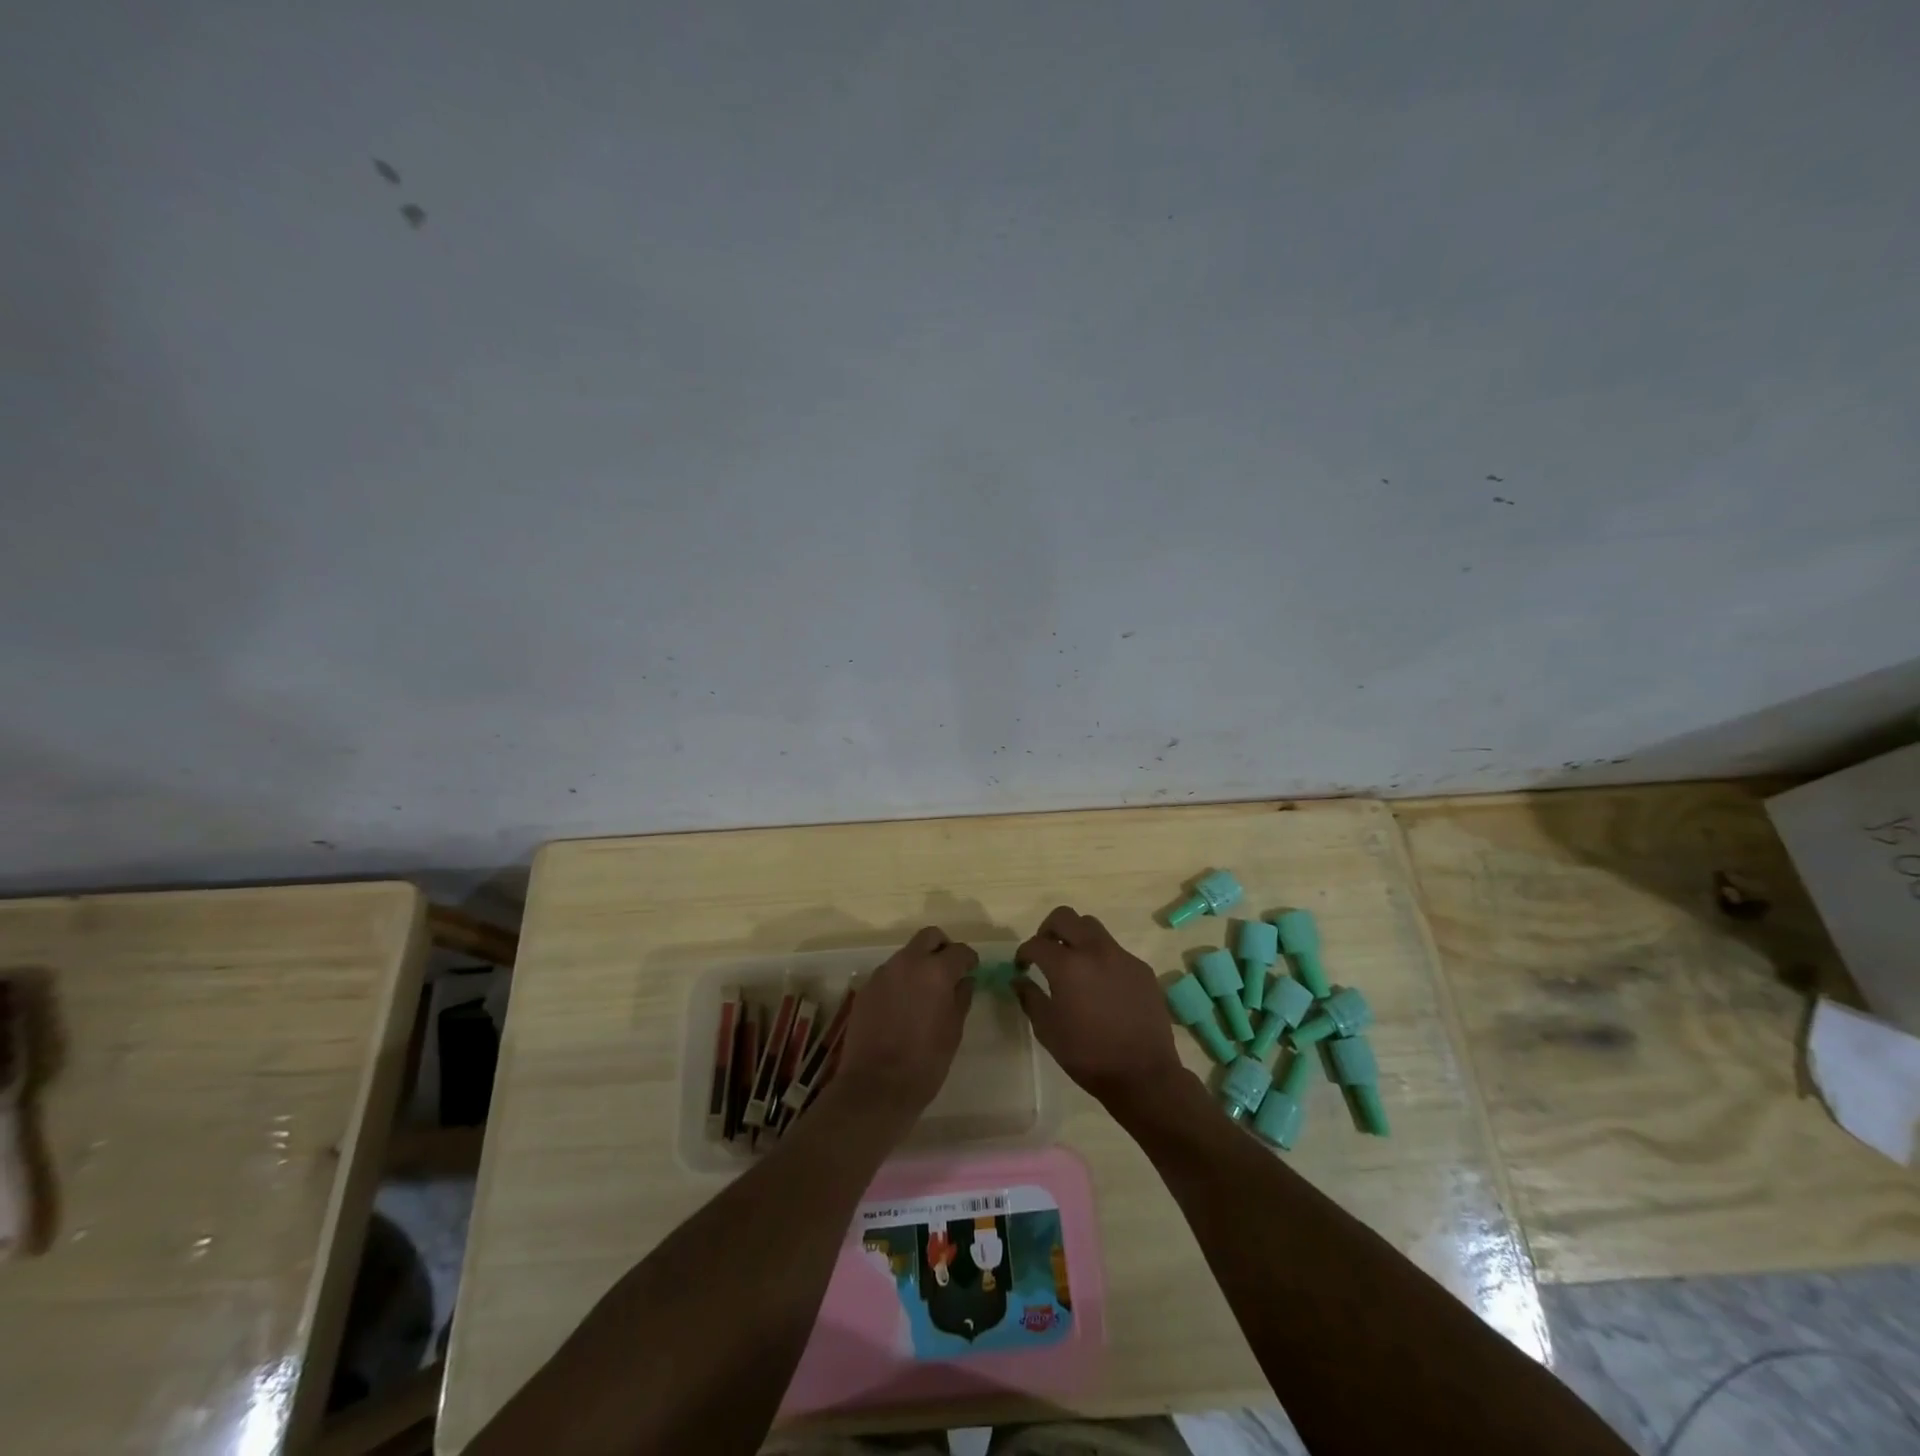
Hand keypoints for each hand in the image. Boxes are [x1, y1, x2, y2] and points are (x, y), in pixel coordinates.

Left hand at [835, 926, 976, 1112]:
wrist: (875, 1086)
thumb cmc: (925, 1062)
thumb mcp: (954, 1031)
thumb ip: (961, 998)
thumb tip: (964, 981)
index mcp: (936, 971)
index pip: (959, 950)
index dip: (969, 959)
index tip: (972, 969)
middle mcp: (908, 963)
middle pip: (929, 937)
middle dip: (942, 947)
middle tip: (948, 970)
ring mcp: (883, 973)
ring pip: (906, 954)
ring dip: (918, 964)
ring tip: (924, 992)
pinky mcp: (866, 988)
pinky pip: (888, 974)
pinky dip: (900, 981)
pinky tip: (902, 1006)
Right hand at [1014, 905, 1184, 1108]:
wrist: (1144, 1074)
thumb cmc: (1088, 1055)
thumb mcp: (1048, 1030)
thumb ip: (1030, 998)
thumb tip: (1019, 980)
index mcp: (1068, 965)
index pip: (1037, 943)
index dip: (1024, 952)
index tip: (1022, 966)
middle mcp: (1095, 951)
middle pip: (1066, 917)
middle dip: (1048, 929)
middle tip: (1045, 951)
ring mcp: (1122, 957)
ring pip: (1092, 928)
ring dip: (1076, 938)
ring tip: (1073, 965)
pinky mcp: (1141, 968)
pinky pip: (1115, 950)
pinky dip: (1100, 958)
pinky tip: (1101, 986)